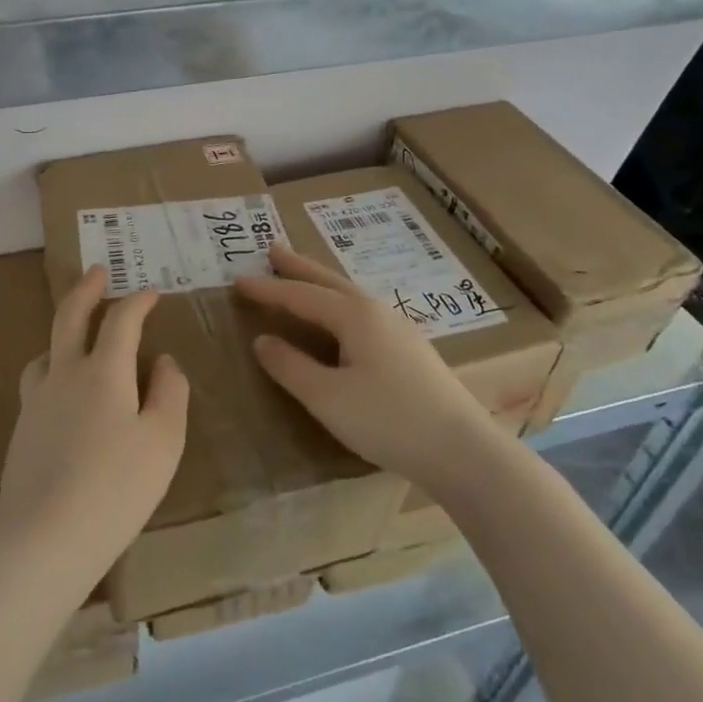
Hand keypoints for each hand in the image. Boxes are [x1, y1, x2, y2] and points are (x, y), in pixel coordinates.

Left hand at [0, 268, 188, 582]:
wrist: (45, 538)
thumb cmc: (117, 487)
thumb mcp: (163, 440)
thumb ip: (169, 392)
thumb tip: (162, 361)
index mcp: (103, 371)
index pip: (121, 320)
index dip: (138, 301)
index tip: (152, 292)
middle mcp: (64, 375)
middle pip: (69, 317)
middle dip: (85, 290)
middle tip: (96, 271)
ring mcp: (36, 402)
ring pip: (46, 352)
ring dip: (63, 334)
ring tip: (76, 338)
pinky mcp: (21, 431)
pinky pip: (37, 384)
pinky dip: (53, 371)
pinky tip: (63, 396)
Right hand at [235, 246, 495, 487]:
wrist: (464, 451)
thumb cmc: (388, 420)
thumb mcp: (327, 398)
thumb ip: (291, 367)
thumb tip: (262, 340)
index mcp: (355, 315)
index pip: (301, 295)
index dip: (268, 289)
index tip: (237, 280)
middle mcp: (378, 312)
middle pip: (329, 281)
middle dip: (299, 267)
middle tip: (273, 250)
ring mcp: (400, 329)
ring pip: (350, 296)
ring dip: (321, 283)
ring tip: (302, 277)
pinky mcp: (412, 351)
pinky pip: (363, 314)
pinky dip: (340, 305)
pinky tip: (343, 321)